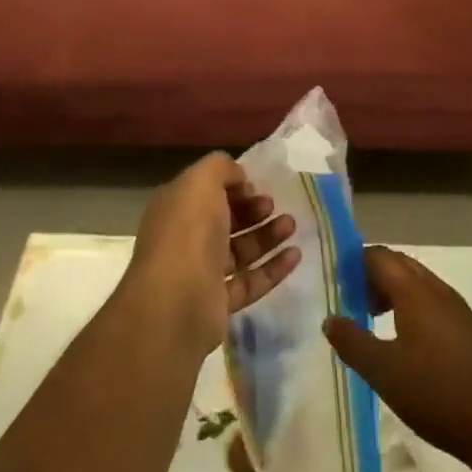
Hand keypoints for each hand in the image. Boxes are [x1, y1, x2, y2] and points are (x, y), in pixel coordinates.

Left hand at [122, 152, 300, 360]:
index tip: (255, 185)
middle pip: (224, 221)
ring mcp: (201, 273)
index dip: (231, 185)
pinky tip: (295, 256)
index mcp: (176, 208)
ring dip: (266, 236)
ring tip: (292, 225)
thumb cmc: (188, 230)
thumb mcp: (202, 181)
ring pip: (239, 250)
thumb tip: (239, 178)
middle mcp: (185, 238)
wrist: (176, 301)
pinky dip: (273, 268)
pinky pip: (250, 281)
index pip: (205, 191)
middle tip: (273, 205)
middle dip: (251, 210)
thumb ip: (222, 168)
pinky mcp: (218, 303)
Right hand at [323, 246, 471, 471]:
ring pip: (416, 283)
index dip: (353, 262)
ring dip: (390, 290)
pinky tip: (402, 340)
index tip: (333, 281)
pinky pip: (430, 301)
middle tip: (348, 298)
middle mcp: (437, 290)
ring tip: (369, 318)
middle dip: (370, 274)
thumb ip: (352, 342)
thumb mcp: (384, 373)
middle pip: (398, 265)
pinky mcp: (468, 330)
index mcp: (415, 291)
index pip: (378, 256)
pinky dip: (409, 306)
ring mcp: (457, 309)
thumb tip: (330, 318)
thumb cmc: (439, 394)